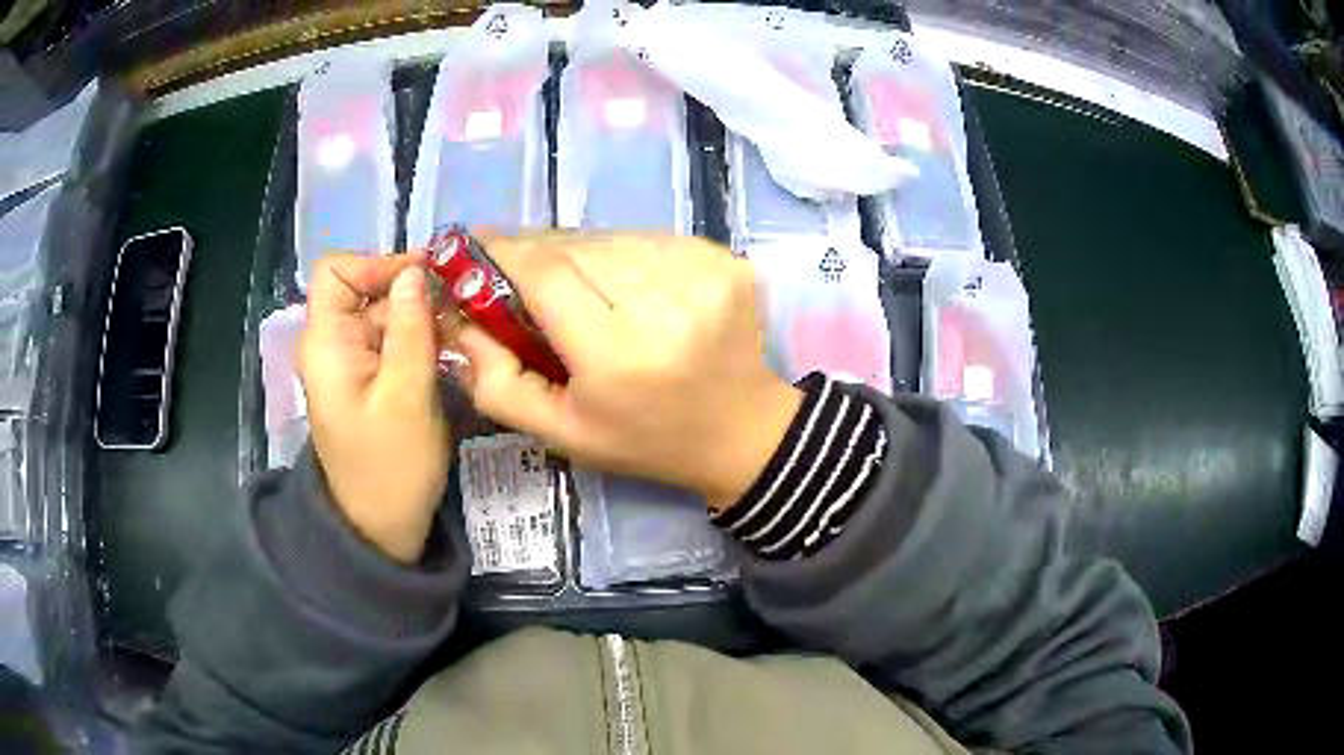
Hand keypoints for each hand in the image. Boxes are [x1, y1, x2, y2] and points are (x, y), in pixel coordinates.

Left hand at [298, 254, 450, 561]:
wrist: (379, 529)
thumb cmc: (391, 466)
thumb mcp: (408, 394)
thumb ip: (411, 327)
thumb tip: (417, 270)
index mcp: (327, 343)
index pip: (337, 270)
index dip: (378, 264)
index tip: (426, 280)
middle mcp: (331, 345)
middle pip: (364, 291)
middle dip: (410, 293)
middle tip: (460, 310)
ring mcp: (348, 365)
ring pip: (382, 316)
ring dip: (420, 319)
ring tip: (462, 334)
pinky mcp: (366, 382)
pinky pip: (390, 343)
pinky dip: (418, 341)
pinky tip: (448, 354)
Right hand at [450, 233, 801, 509]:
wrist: (742, 432)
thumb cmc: (646, 440)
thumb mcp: (561, 432)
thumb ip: (497, 382)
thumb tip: (458, 318)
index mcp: (621, 354)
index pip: (547, 272)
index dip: (504, 252)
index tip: (474, 248)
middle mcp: (666, 303)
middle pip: (577, 248)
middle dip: (537, 253)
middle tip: (517, 273)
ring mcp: (704, 274)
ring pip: (612, 238)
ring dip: (582, 253)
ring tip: (576, 288)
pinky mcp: (725, 259)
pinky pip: (649, 239)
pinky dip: (624, 255)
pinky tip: (626, 288)